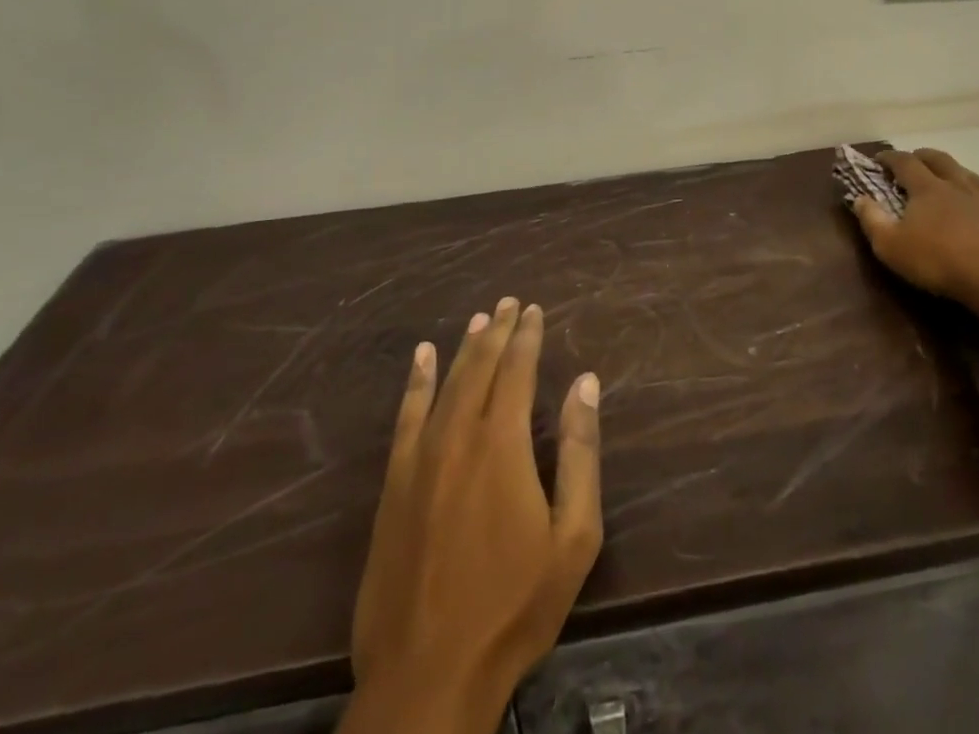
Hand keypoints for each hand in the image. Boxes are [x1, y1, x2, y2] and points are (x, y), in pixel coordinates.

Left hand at [342, 298, 602, 733]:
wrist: (428, 675)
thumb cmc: (514, 605)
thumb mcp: (573, 536)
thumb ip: (580, 452)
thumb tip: (585, 382)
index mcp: (503, 444)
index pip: (516, 370)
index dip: (527, 336)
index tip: (534, 310)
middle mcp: (459, 436)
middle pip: (479, 367)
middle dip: (497, 331)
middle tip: (509, 303)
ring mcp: (420, 459)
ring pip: (445, 384)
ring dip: (464, 348)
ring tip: (478, 320)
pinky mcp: (394, 485)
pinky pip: (406, 417)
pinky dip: (415, 382)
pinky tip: (421, 359)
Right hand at [849, 148, 978, 373]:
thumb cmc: (940, 262)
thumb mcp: (892, 247)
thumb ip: (872, 220)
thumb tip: (859, 198)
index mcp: (928, 188)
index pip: (905, 162)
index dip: (890, 157)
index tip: (879, 159)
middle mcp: (959, 185)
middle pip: (939, 159)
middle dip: (923, 156)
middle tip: (913, 162)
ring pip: (969, 175)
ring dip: (954, 173)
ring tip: (948, 182)